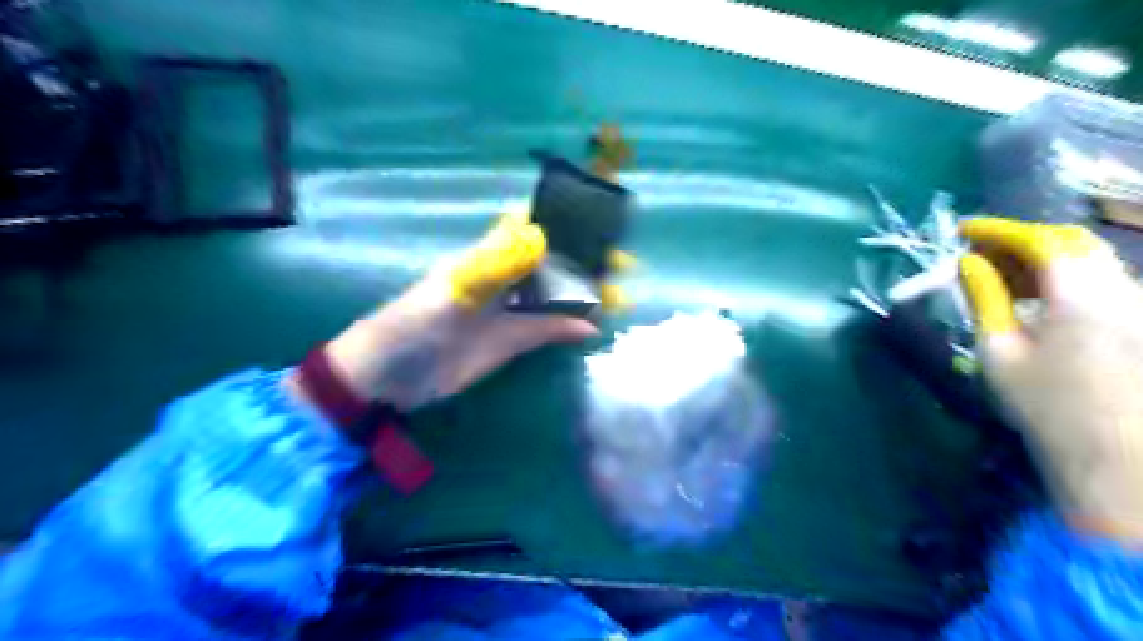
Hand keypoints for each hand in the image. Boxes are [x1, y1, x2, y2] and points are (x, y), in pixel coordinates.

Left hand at [310, 216, 597, 412]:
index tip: (598, 223)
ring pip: (553, 297)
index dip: (563, 223)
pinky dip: (569, 328)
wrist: (389, 378)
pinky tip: (592, 329)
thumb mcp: (452, 292)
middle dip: (584, 261)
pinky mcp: (509, 342)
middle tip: (620, 266)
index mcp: (487, 259)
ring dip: (583, 295)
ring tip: (619, 297)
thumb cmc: (413, 326)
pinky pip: (545, 330)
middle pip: (551, 263)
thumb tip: (544, 241)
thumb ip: (495, 268)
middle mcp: (503, 280)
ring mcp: (508, 312)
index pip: (532, 230)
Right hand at [957, 218, 1141, 540]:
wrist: (1115, 455)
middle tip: (980, 253)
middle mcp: (1121, 290)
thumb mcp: (998, 352)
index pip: (1041, 241)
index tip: (963, 230)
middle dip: (1022, 240)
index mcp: (1080, 297)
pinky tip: (1038, 299)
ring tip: (1002, 276)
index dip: (999, 229)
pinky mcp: (1141, 321)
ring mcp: (1138, 305)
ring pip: (1090, 261)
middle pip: (1072, 243)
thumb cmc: (1045, 405)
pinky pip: (1102, 282)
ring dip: (1043, 260)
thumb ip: (984, 300)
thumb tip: (968, 263)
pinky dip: (1064, 279)